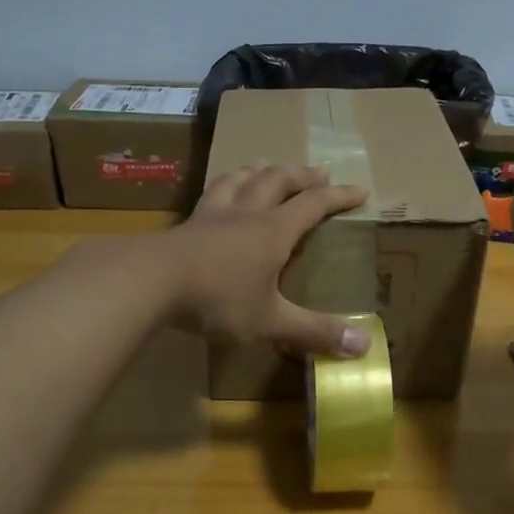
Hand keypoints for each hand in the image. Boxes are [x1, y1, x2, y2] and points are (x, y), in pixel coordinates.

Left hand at [160, 165, 371, 356]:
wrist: (149, 281)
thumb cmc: (217, 299)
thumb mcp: (270, 320)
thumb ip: (314, 332)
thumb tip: (364, 347)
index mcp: (273, 231)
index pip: (314, 204)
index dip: (339, 196)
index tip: (361, 190)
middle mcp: (246, 213)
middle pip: (278, 180)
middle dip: (302, 175)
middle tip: (319, 172)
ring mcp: (213, 214)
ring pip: (242, 178)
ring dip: (261, 170)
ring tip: (269, 166)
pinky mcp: (187, 222)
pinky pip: (211, 191)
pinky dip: (225, 183)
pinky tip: (219, 188)